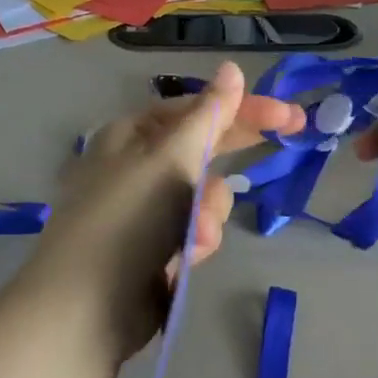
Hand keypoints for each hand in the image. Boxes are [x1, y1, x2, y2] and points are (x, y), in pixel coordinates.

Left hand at [26, 62, 304, 361]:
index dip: (245, 109)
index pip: (198, 109)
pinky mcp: (156, 246)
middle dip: (234, 157)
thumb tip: (232, 69)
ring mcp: (147, 208)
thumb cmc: (127, 219)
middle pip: (204, 147)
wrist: (84, 308)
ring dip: (208, 212)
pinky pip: (195, 229)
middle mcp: (138, 164)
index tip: (290, 117)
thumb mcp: (171, 158)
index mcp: (133, 134)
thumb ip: (209, 115)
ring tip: (195, 235)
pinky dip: (196, 240)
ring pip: (205, 195)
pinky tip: (184, 260)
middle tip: (293, 138)